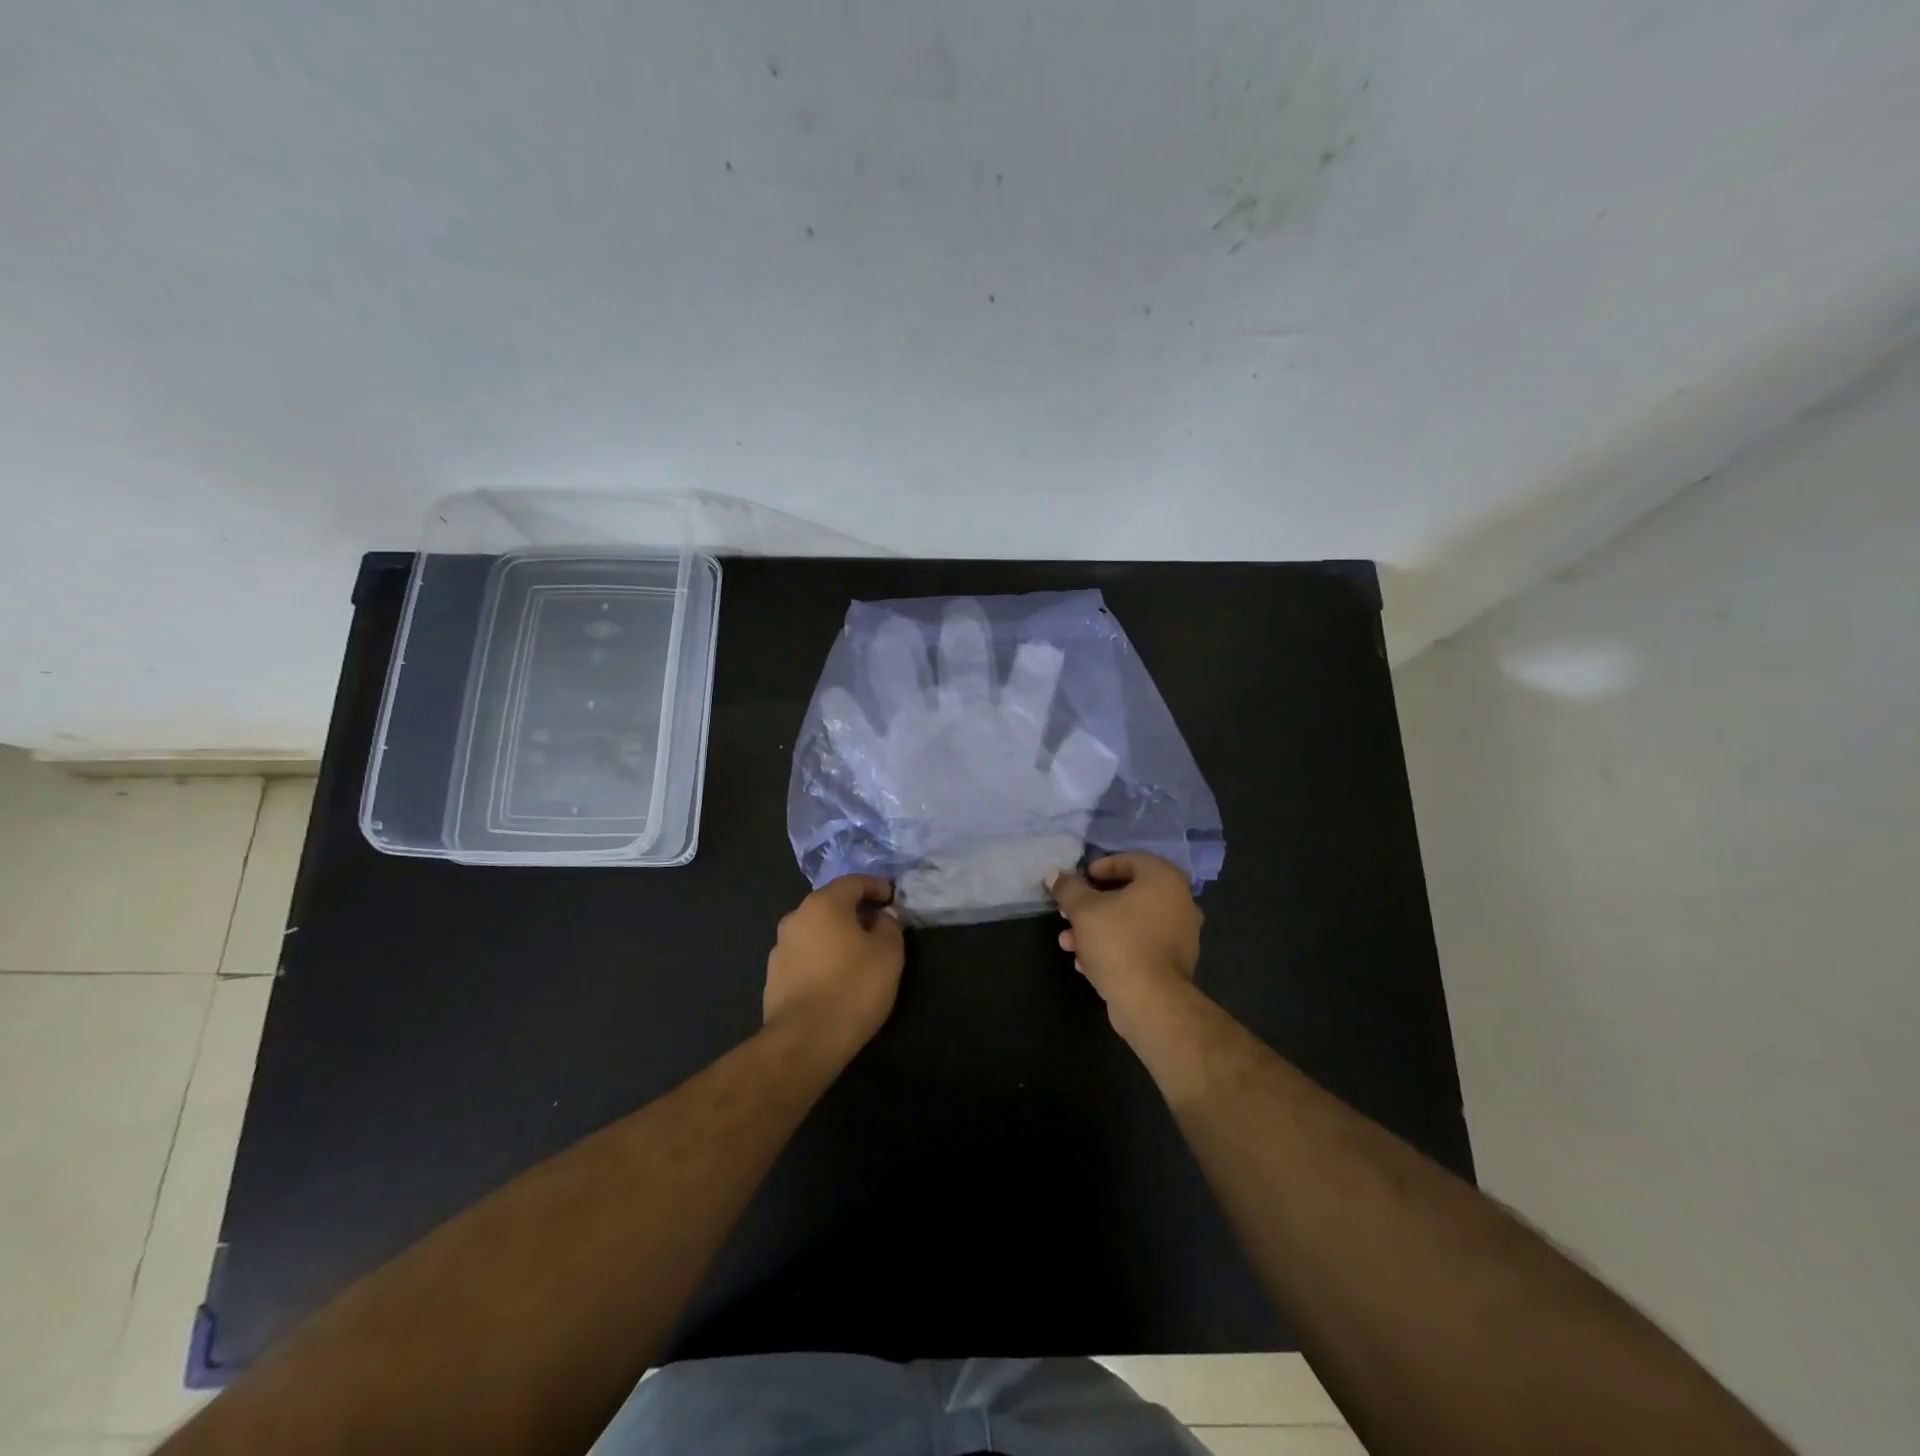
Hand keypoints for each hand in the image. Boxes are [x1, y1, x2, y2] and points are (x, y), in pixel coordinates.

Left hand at [764, 876, 904, 1055]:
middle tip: (879, 926)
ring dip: (837, 935)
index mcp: (823, 904)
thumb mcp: (888, 953)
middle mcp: (796, 918)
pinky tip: (836, 978)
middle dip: (855, 911)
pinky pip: (805, 955)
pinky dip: (822, 957)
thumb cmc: (853, 988)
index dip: (876, 886)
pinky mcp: (774, 977)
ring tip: (858, 954)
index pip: (853, 882)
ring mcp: (780, 948)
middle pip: (831, 904)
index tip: (892, 898)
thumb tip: (882, 916)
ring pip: (816, 930)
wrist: (804, 1041)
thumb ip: (889, 925)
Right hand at [1046, 854, 1202, 1035]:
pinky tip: (1086, 963)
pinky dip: (1114, 947)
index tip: (1078, 881)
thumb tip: (1054, 874)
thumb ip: (1068, 888)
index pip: (1130, 860)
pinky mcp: (1174, 963)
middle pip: (1128, 894)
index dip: (1099, 868)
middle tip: (1067, 913)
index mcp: (1164, 879)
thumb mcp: (1083, 909)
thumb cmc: (1118, 941)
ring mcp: (1180, 935)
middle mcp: (1180, 902)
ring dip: (1097, 929)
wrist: (1150, 1001)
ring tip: (1068, 943)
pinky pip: (1140, 945)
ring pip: (1131, 922)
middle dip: (1092, 905)